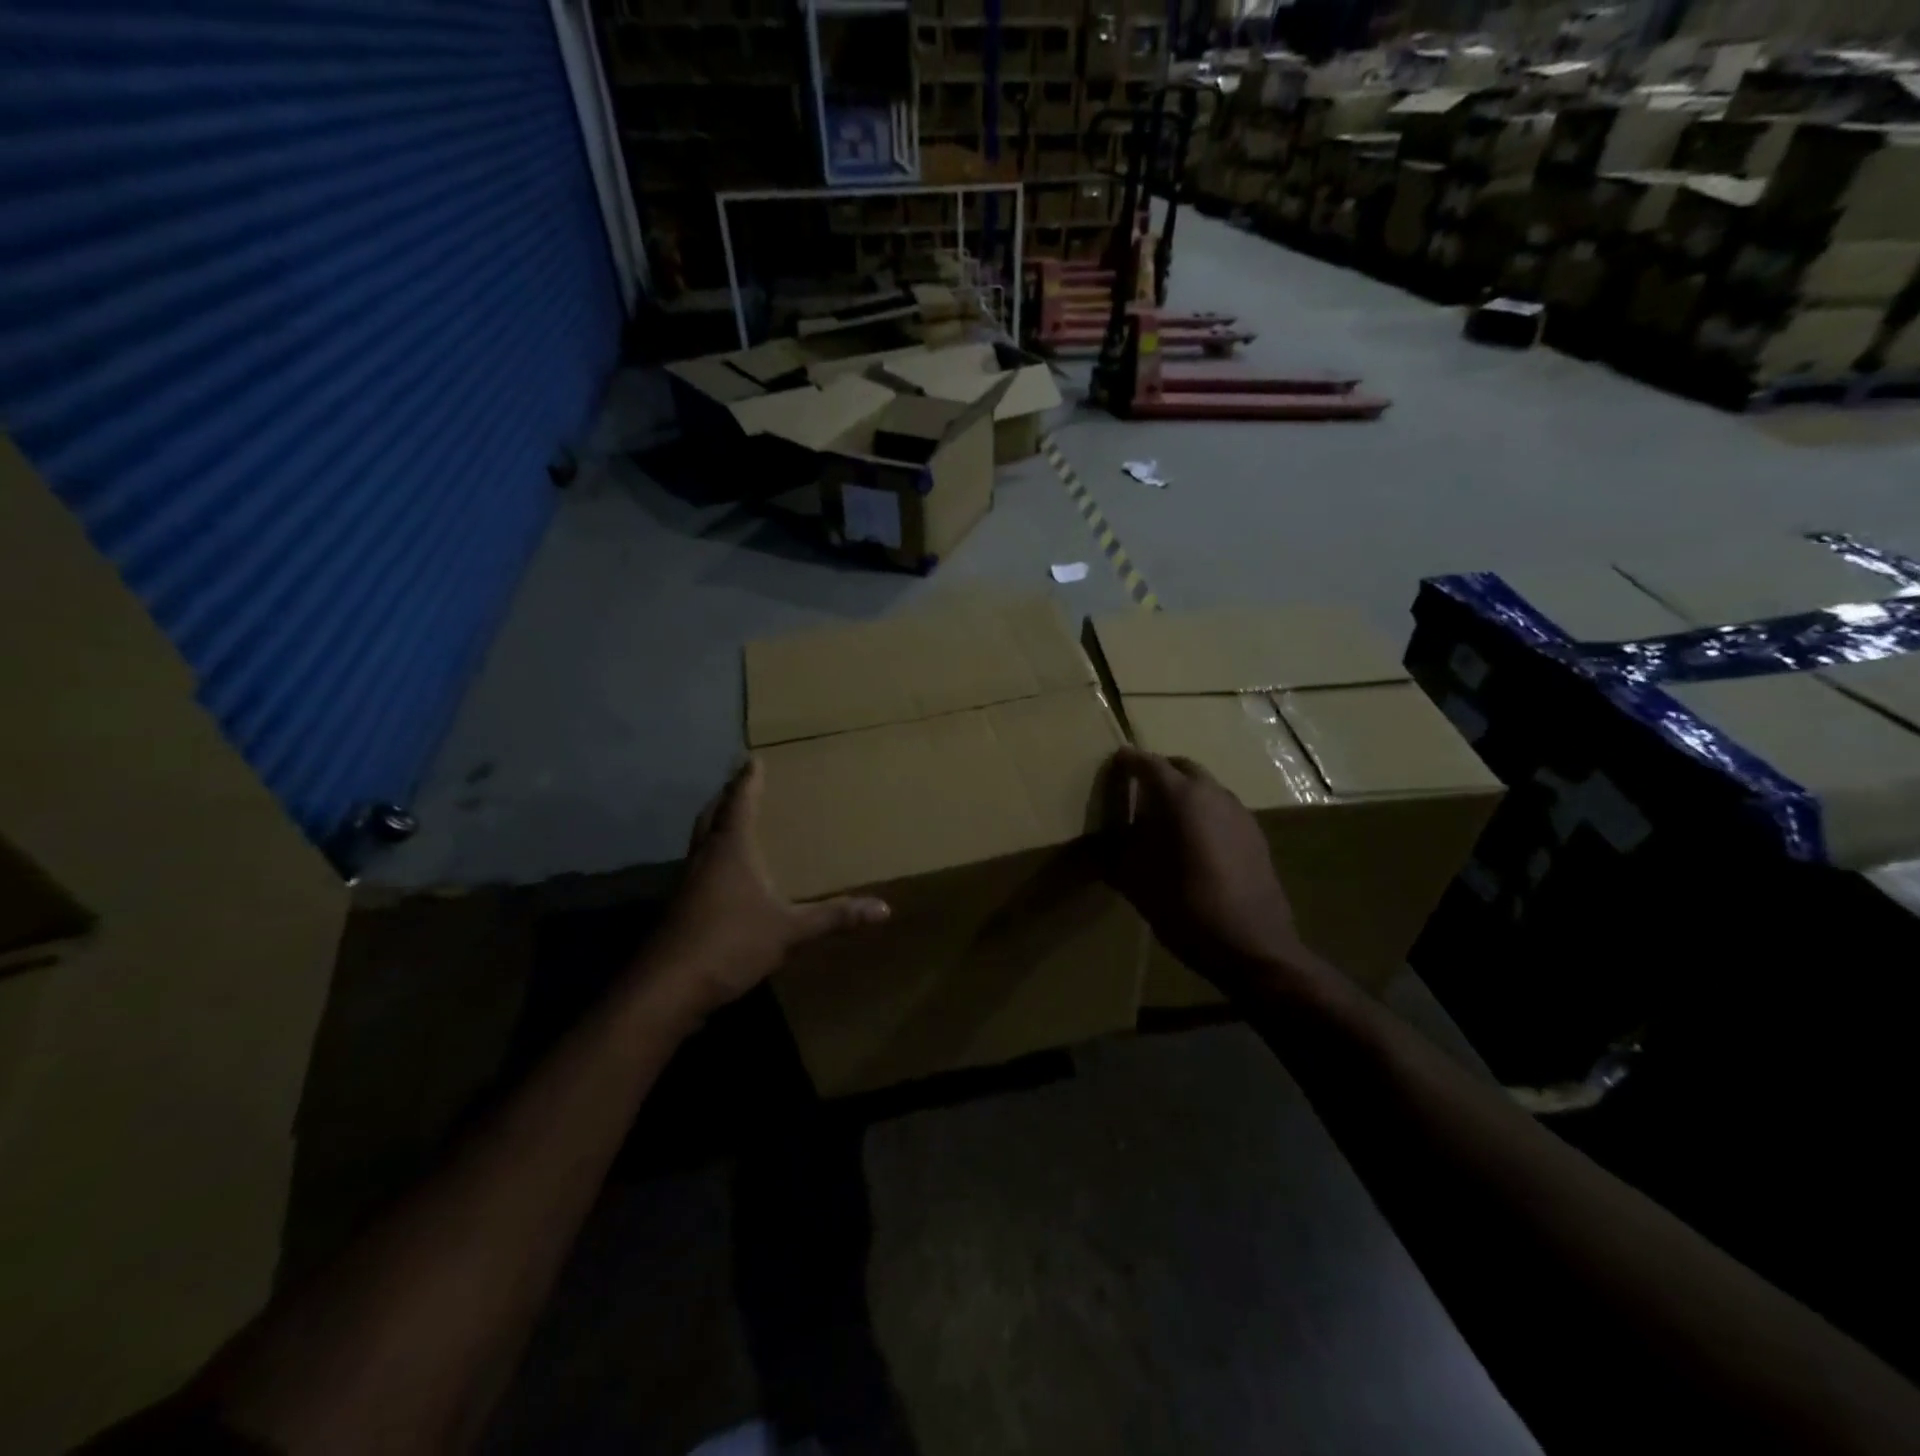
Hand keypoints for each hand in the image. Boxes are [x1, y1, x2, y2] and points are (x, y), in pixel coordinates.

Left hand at [642, 759, 889, 1017]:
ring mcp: (686, 884)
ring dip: (715, 826)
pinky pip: (696, 868)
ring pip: (700, 842)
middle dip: (726, 797)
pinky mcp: (679, 910)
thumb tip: (884, 909)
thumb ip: (834, 917)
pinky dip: (710, 857)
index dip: (748, 781)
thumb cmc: (730, 943)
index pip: (740, 803)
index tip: (752, 759)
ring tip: (732, 822)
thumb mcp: (790, 931)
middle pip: (712, 816)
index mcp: (731, 850)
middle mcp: (705, 858)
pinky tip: (722, 876)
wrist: (667, 988)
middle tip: (739, 784)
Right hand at [1102, 747, 1306, 987]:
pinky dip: (1203, 813)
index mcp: (1181, 797)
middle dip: (1159, 772)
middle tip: (1136, 790)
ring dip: (1184, 793)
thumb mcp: (1134, 881)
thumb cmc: (1185, 908)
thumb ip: (1114, 852)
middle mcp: (1213, 794)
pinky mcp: (1255, 836)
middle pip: (1182, 768)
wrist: (1252, 946)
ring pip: (1205, 788)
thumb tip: (1098, 841)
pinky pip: (1222, 810)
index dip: (1127, 761)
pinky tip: (1193, 843)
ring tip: (1163, 819)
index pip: (1148, 763)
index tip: (1113, 763)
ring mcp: (1240, 813)